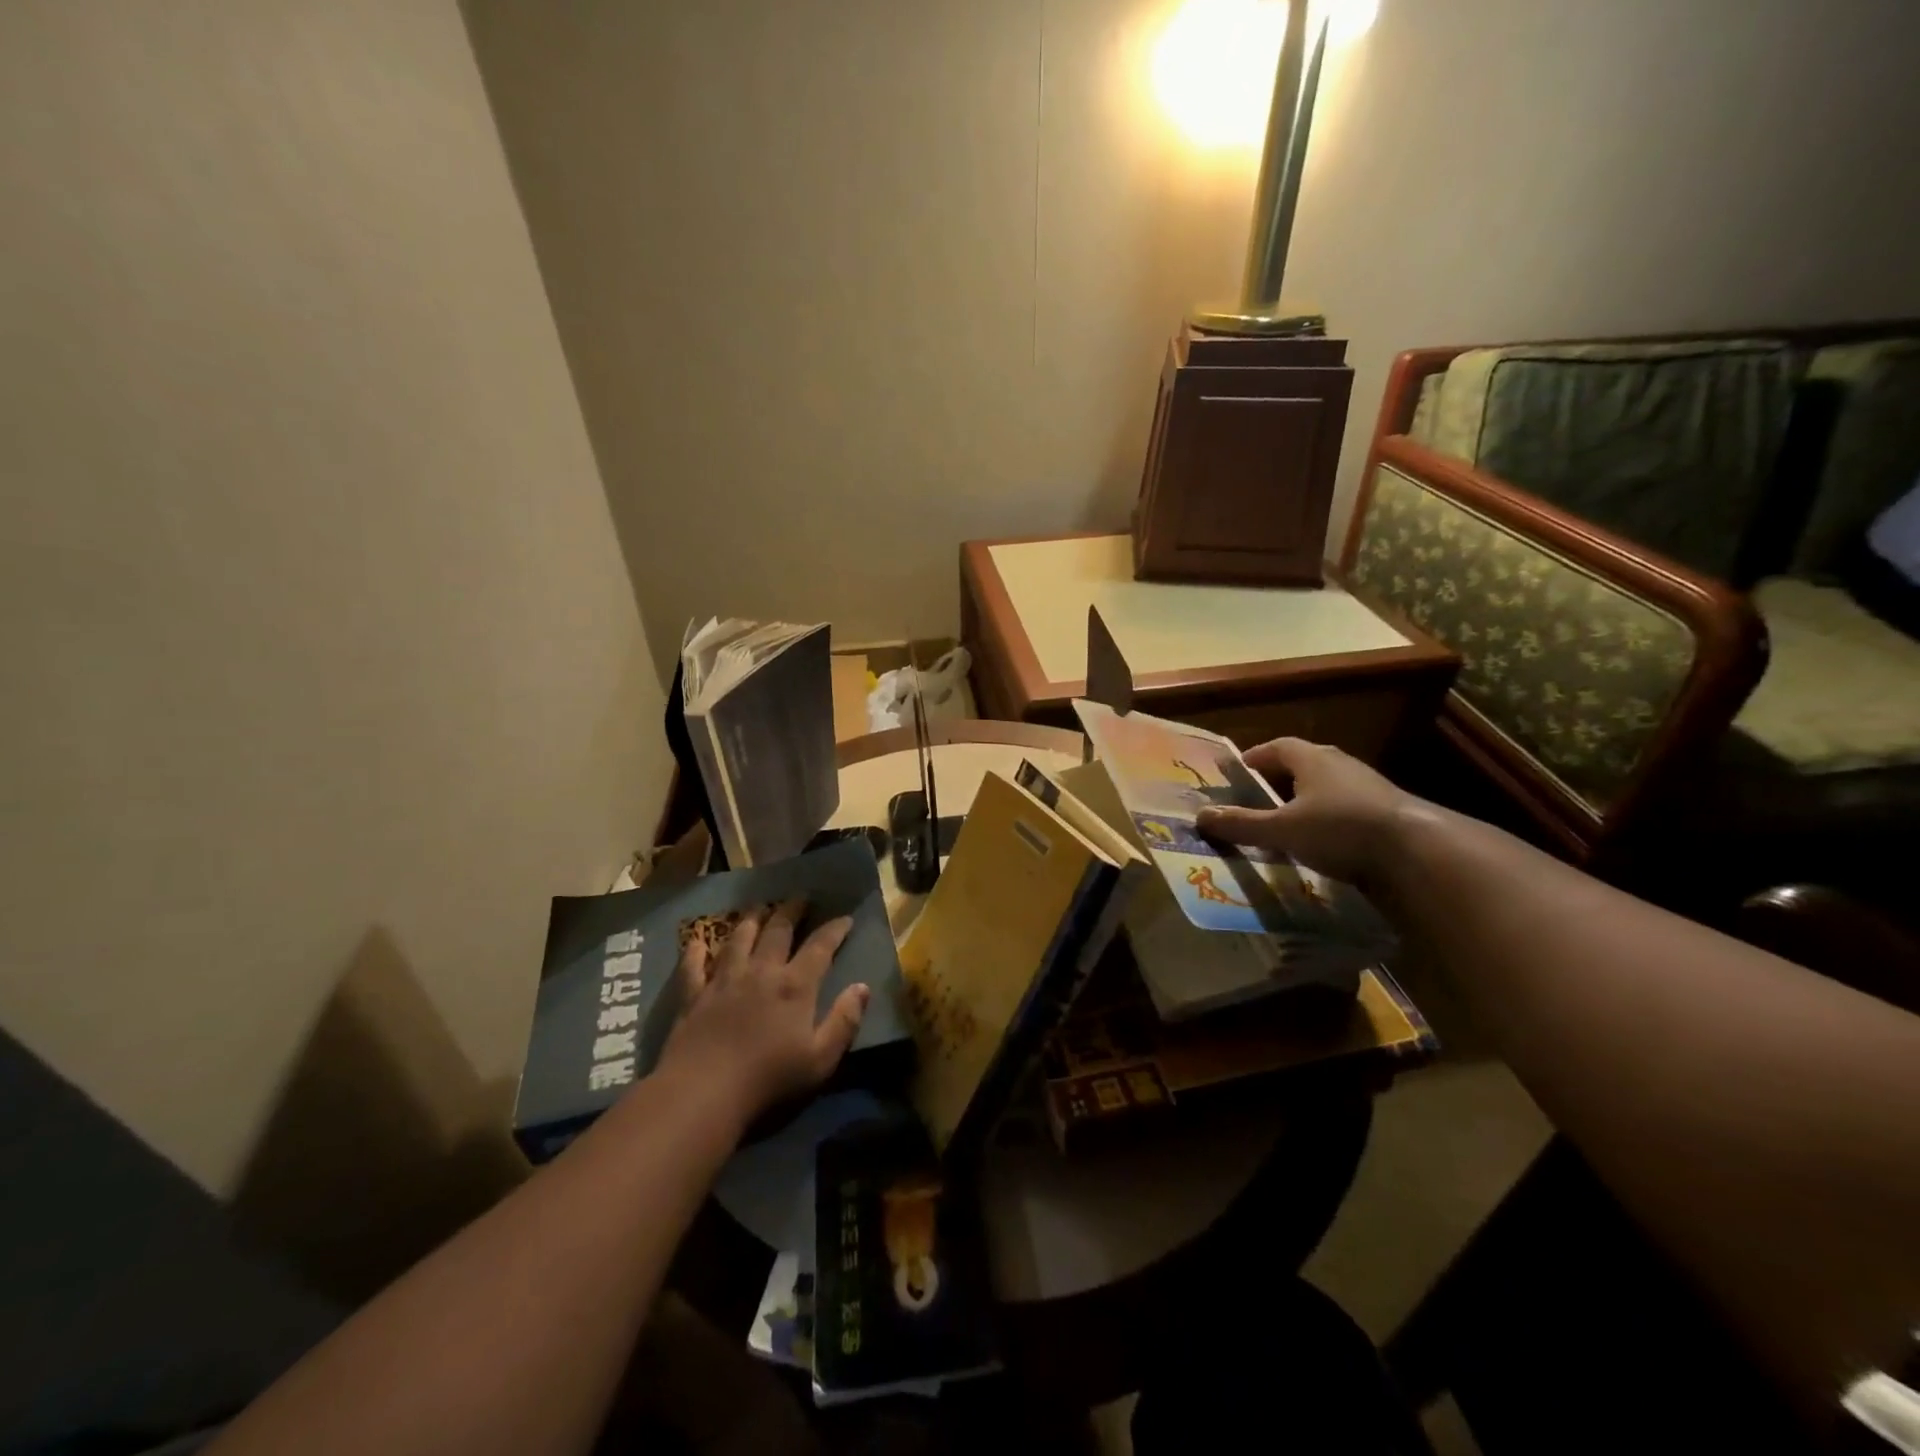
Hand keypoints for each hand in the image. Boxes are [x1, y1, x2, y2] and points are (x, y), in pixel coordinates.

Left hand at [655, 899, 867, 1129]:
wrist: (703, 1092)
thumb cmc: (769, 1080)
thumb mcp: (821, 1059)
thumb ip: (844, 1021)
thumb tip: (863, 987)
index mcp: (795, 986)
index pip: (820, 946)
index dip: (835, 929)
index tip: (845, 917)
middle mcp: (761, 972)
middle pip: (778, 931)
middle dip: (791, 911)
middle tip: (800, 898)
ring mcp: (724, 980)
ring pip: (739, 938)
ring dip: (751, 919)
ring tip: (759, 907)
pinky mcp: (694, 995)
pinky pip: (694, 965)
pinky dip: (695, 951)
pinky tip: (696, 941)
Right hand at [1195, 737, 1413, 884]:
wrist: (1417, 851)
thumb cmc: (1340, 828)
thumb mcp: (1282, 830)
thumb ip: (1241, 824)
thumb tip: (1200, 817)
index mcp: (1312, 758)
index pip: (1277, 746)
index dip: (1255, 757)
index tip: (1237, 773)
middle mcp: (1340, 764)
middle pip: (1303, 764)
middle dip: (1278, 780)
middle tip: (1257, 799)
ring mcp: (1368, 787)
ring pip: (1327, 787)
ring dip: (1305, 801)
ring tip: (1286, 824)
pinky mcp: (1387, 812)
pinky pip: (1346, 809)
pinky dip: (1328, 820)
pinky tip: (1321, 843)